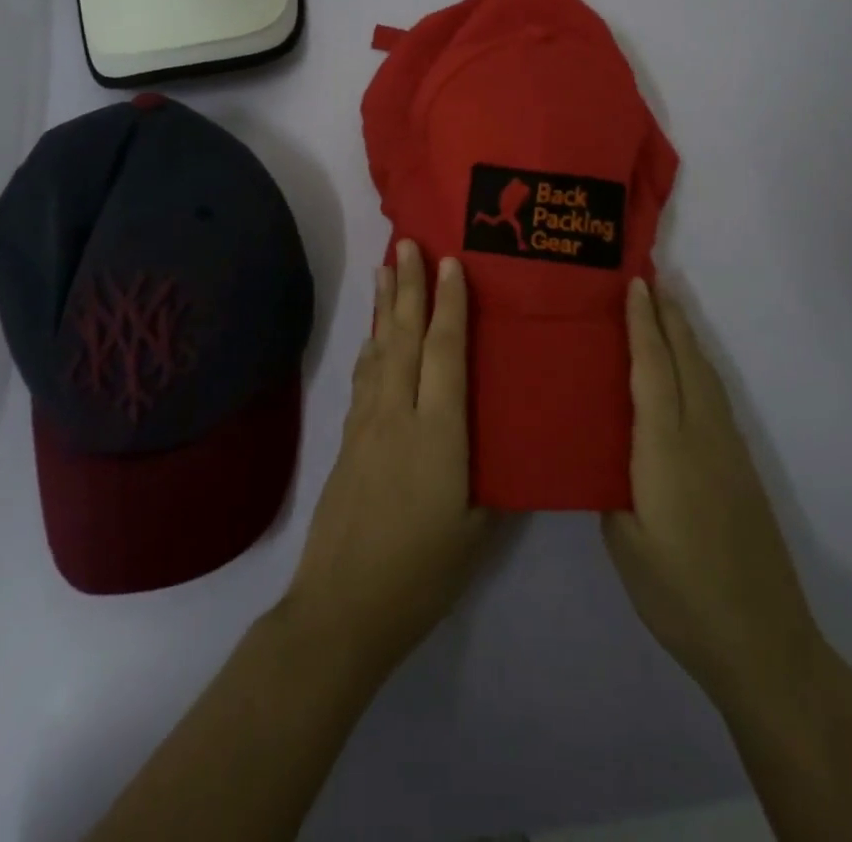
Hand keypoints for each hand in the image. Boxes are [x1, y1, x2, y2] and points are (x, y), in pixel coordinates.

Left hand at [282, 241, 494, 676]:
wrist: (342, 607)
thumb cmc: (421, 572)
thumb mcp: (478, 531)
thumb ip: (493, 479)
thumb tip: (509, 444)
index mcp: (439, 433)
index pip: (445, 353)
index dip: (449, 305)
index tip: (450, 264)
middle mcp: (399, 415)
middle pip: (404, 338)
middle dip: (408, 287)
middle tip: (407, 244)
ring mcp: (367, 424)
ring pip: (379, 351)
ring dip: (384, 307)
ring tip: (386, 269)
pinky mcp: (348, 440)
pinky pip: (365, 377)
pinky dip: (372, 346)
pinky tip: (373, 337)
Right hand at [602, 279, 827, 714]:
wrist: (763, 641)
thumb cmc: (680, 595)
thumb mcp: (625, 543)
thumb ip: (612, 488)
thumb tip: (608, 455)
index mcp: (665, 449)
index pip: (652, 370)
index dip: (642, 324)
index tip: (635, 284)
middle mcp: (701, 437)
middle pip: (686, 360)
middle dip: (669, 316)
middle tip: (651, 277)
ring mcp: (728, 451)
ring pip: (706, 376)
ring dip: (686, 337)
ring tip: (668, 309)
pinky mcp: (742, 468)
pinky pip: (715, 398)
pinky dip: (698, 367)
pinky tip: (689, 370)